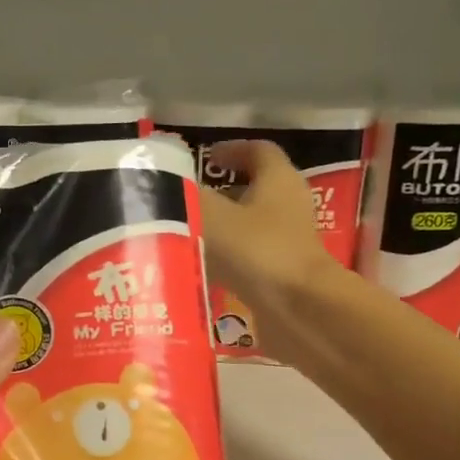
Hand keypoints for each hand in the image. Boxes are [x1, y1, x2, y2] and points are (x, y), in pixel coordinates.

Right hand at [198, 139, 338, 311]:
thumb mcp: (211, 216)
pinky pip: (249, 257)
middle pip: (254, 190)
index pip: (258, 151)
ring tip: (186, 234)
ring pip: (250, 226)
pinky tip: (200, 268)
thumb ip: (185, 197)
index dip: (231, 150)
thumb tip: (160, 184)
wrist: (298, 309)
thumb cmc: (257, 250)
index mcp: (278, 180)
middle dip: (221, 192)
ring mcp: (288, 242)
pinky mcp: (281, 274)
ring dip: (222, 228)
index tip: (206, 158)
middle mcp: (289, 206)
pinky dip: (226, 258)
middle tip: (188, 199)